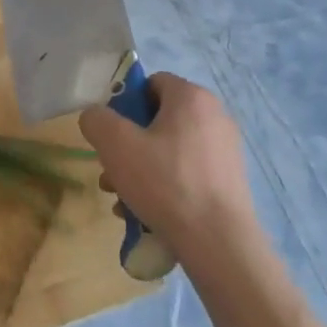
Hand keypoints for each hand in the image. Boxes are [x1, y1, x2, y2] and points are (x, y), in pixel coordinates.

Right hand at [78, 73, 259, 260]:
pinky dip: (165, 187)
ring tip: (123, 201)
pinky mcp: (230, 180)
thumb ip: (97, 120)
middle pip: (158, 120)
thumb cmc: (165, 183)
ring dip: (141, 170)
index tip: (111, 136)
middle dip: (129, 146)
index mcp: (191, 97)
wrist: (218, 243)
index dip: (125, 105)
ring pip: (170, 150)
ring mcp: (225, 149)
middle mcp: (214, 115)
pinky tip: (147, 214)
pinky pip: (187, 173)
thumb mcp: (116, 145)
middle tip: (111, 173)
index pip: (151, 83)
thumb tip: (97, 117)